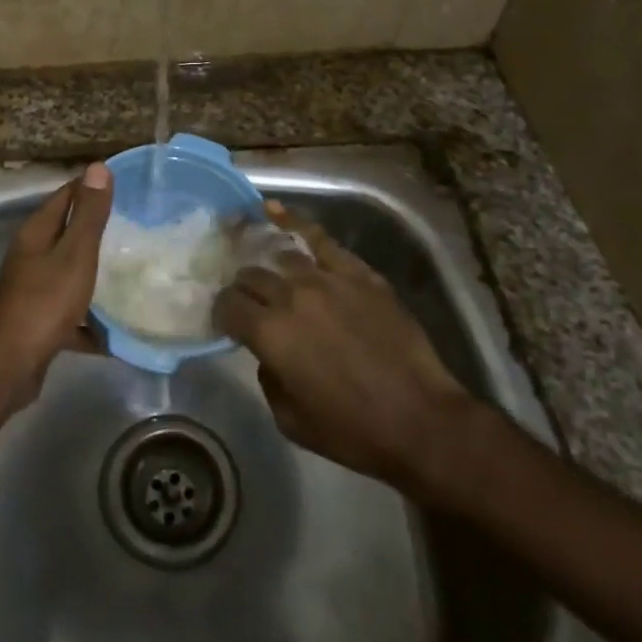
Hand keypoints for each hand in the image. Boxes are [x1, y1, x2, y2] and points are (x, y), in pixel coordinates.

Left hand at [0, 164, 113, 393]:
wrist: (11, 364)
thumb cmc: (46, 301)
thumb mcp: (75, 254)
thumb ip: (88, 214)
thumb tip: (98, 166)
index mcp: (36, 233)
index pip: (64, 196)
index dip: (90, 188)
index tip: (124, 186)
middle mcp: (31, 256)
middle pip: (66, 235)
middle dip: (97, 231)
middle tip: (136, 228)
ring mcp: (33, 290)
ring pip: (69, 273)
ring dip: (95, 274)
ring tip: (132, 273)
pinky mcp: (39, 322)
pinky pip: (72, 313)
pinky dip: (91, 320)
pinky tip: (116, 331)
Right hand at [214, 203, 482, 498]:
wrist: (420, 420)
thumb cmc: (351, 430)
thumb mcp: (289, 418)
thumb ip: (268, 377)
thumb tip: (269, 352)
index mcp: (269, 332)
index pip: (228, 305)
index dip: (221, 313)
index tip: (226, 322)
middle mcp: (291, 296)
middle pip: (251, 277)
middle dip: (243, 290)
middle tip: (249, 303)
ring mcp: (327, 279)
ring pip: (282, 256)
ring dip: (268, 264)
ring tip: (265, 265)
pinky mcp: (358, 274)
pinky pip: (320, 240)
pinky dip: (295, 223)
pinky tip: (275, 212)